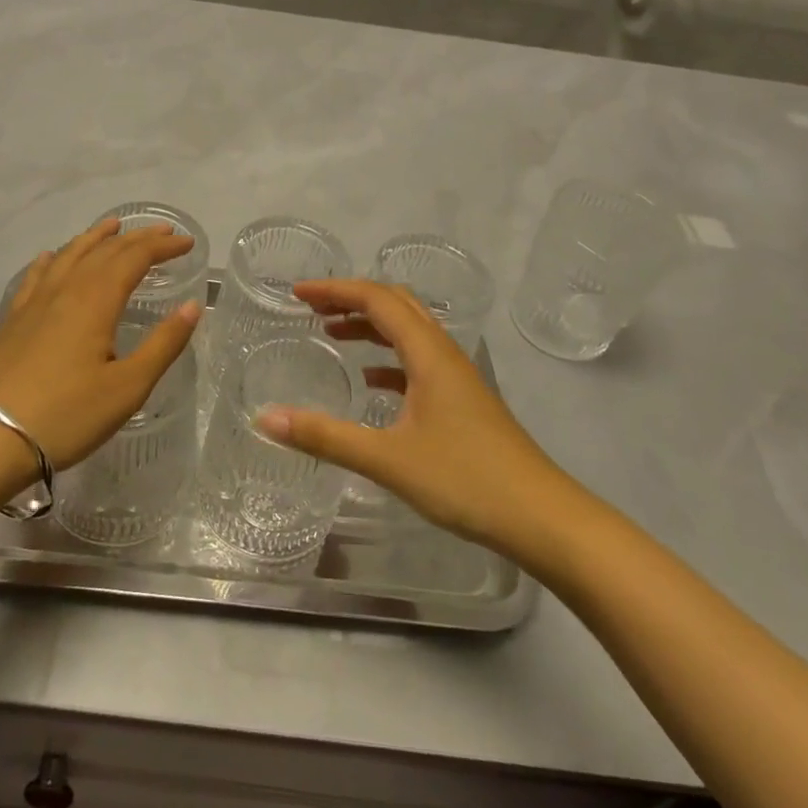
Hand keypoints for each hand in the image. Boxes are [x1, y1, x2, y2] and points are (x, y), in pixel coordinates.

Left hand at [0, 219, 201, 471]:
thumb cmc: (67, 415)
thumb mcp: (128, 387)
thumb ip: (163, 344)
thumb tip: (193, 306)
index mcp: (96, 301)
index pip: (135, 258)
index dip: (162, 247)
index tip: (188, 244)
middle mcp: (65, 290)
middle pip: (104, 251)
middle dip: (137, 238)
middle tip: (163, 233)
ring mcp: (34, 303)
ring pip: (69, 256)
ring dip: (95, 238)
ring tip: (112, 226)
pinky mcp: (13, 320)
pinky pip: (36, 276)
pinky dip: (52, 259)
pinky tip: (51, 257)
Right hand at [255, 279, 562, 549]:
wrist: (543, 518)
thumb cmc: (466, 480)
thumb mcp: (387, 459)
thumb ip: (325, 437)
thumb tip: (265, 419)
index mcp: (428, 353)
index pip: (377, 299)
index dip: (335, 289)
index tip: (297, 294)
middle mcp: (444, 354)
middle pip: (396, 305)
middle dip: (352, 298)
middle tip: (312, 307)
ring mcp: (457, 378)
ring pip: (409, 332)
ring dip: (371, 325)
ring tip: (333, 334)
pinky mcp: (463, 402)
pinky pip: (418, 361)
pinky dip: (388, 359)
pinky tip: (371, 382)